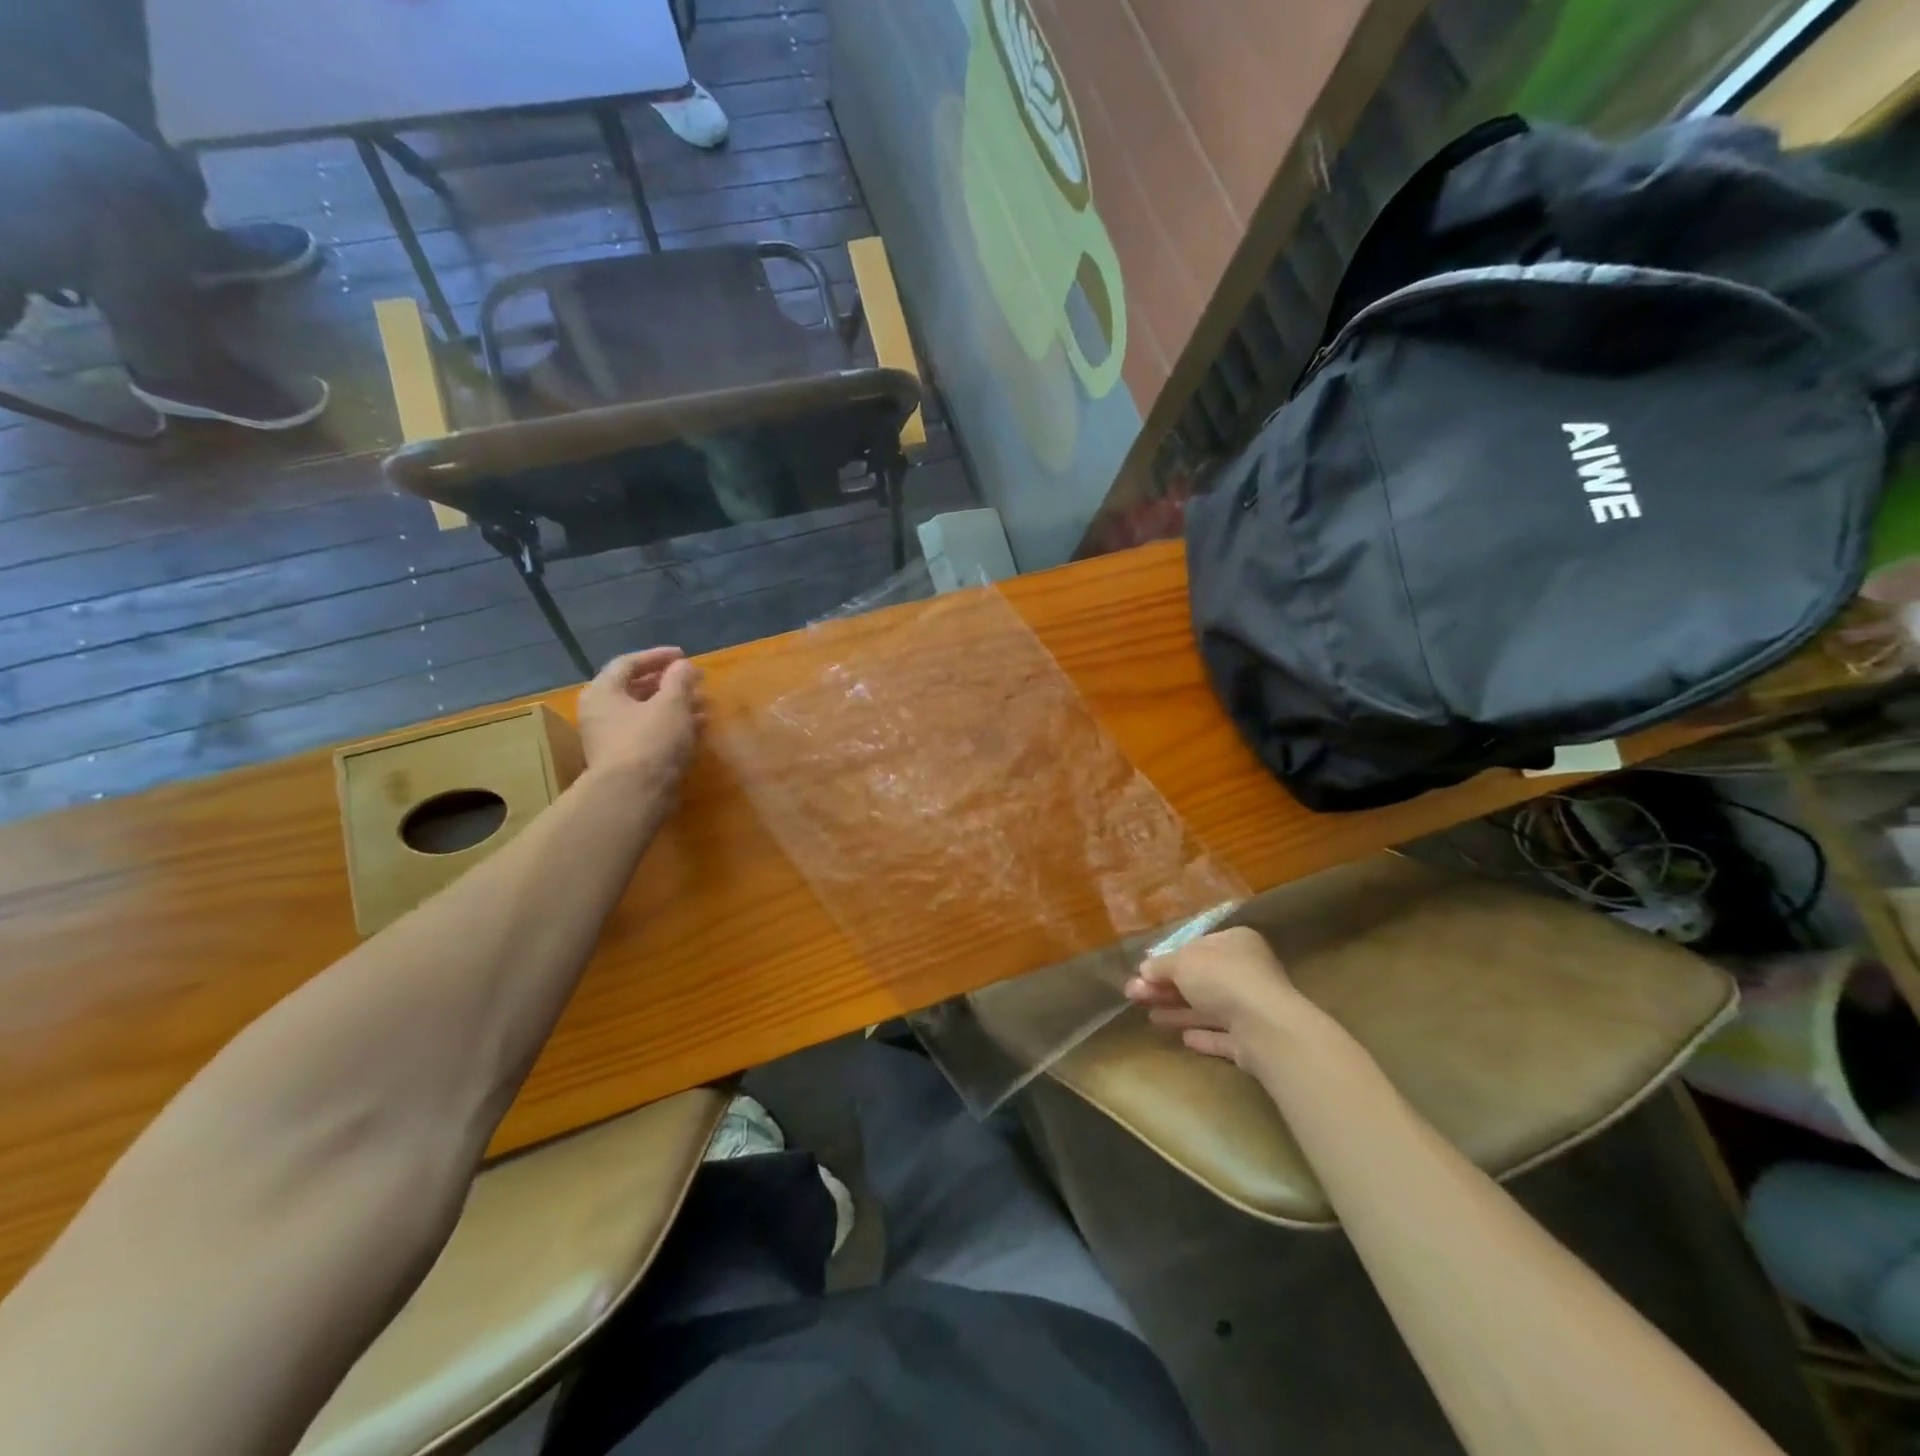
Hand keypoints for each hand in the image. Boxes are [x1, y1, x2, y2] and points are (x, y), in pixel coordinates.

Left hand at [576, 647, 706, 789]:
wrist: (635, 796)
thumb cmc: (650, 740)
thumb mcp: (671, 703)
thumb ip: (679, 679)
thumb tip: (683, 665)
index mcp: (603, 692)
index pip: (628, 663)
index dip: (657, 657)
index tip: (684, 656)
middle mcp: (602, 713)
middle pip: (637, 689)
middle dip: (670, 684)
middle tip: (695, 681)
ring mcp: (613, 739)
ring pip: (647, 714)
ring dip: (676, 706)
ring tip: (704, 704)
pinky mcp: (628, 761)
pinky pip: (651, 734)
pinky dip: (673, 726)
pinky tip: (698, 728)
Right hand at [1124, 925, 1310, 1067]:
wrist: (1263, 1026)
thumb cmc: (1221, 978)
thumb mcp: (1182, 962)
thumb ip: (1161, 965)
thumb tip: (1144, 970)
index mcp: (1236, 943)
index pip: (1198, 947)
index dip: (1169, 959)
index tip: (1144, 971)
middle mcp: (1248, 972)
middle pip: (1200, 979)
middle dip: (1166, 988)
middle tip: (1135, 995)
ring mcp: (1253, 1008)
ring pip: (1209, 1008)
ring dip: (1179, 1011)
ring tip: (1149, 1016)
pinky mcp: (1254, 1041)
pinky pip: (1223, 1035)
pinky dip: (1203, 1035)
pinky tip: (1184, 1038)